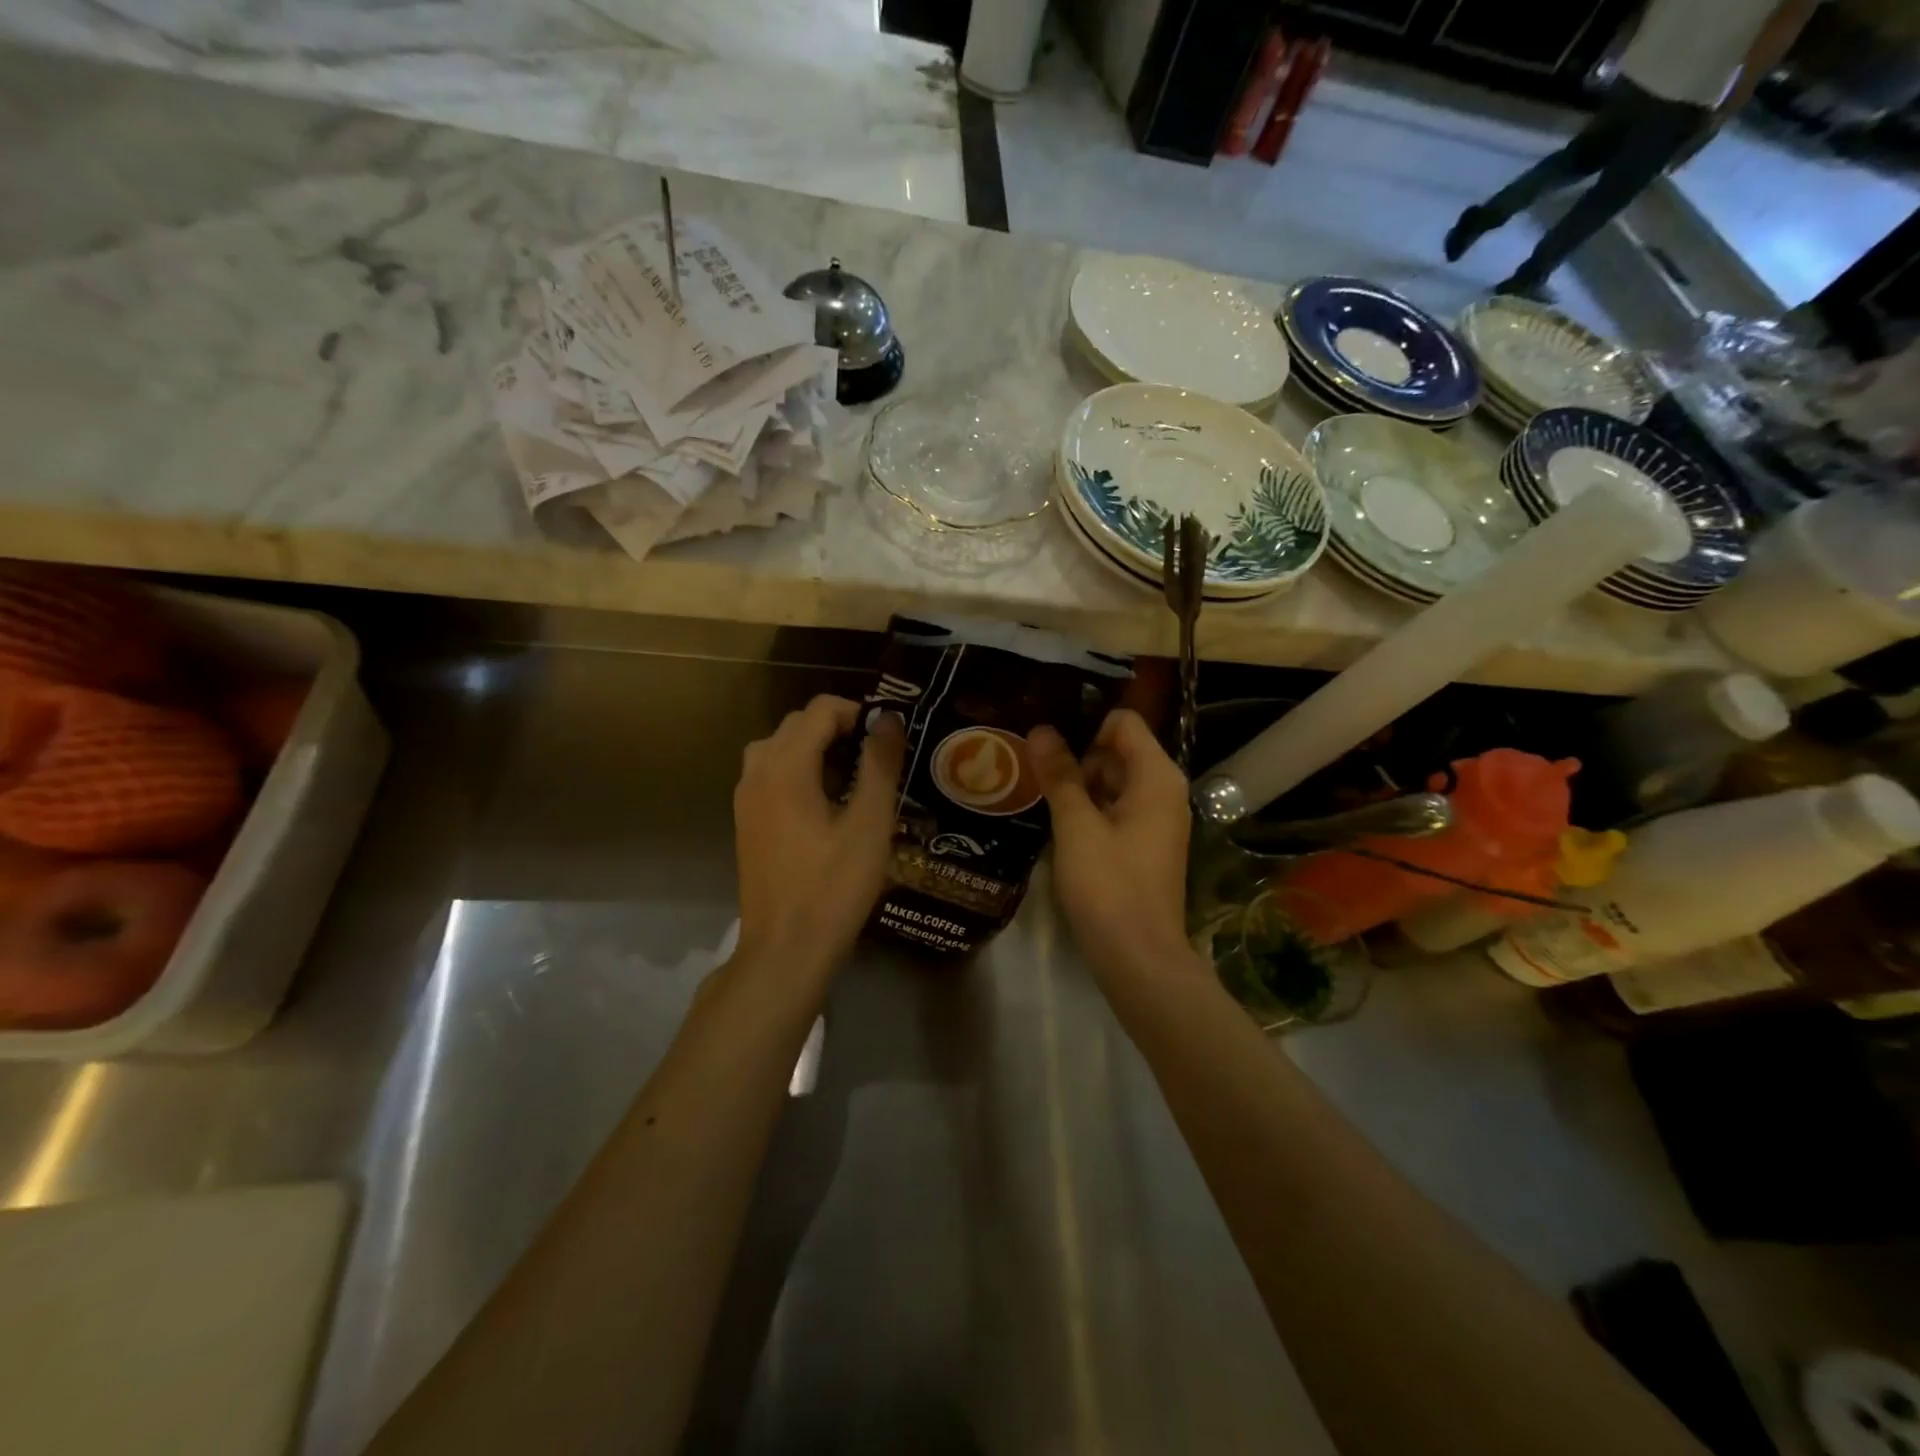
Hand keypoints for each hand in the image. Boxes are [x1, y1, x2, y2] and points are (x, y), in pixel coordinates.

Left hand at [733, 695, 904, 977]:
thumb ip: (880, 764)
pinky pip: (770, 774)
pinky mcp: (746, 822)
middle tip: (876, 760)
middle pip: (797, 725)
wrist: (785, 949)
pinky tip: (826, 805)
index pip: (820, 710)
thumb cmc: (834, 886)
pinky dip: (798, 771)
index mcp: (785, 767)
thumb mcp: (869, 824)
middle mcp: (757, 772)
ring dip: (816, 749)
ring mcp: (746, 799)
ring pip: (780, 748)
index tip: (887, 740)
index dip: (858, 713)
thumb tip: (888, 720)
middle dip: (838, 729)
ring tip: (852, 779)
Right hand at [1029, 709, 1192, 980]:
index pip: (1123, 723)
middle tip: (1031, 767)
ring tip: (1035, 791)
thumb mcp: (1077, 826)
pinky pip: (1116, 810)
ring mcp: (1157, 821)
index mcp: (1157, 777)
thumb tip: (1042, 730)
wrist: (1139, 958)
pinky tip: (1055, 821)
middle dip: (1077, 755)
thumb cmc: (1109, 886)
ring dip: (1078, 784)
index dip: (1085, 725)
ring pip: (1114, 783)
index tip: (1045, 740)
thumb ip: (1060, 775)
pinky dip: (1089, 809)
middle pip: (1118, 751)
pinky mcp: (1145, 846)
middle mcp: (1164, 791)